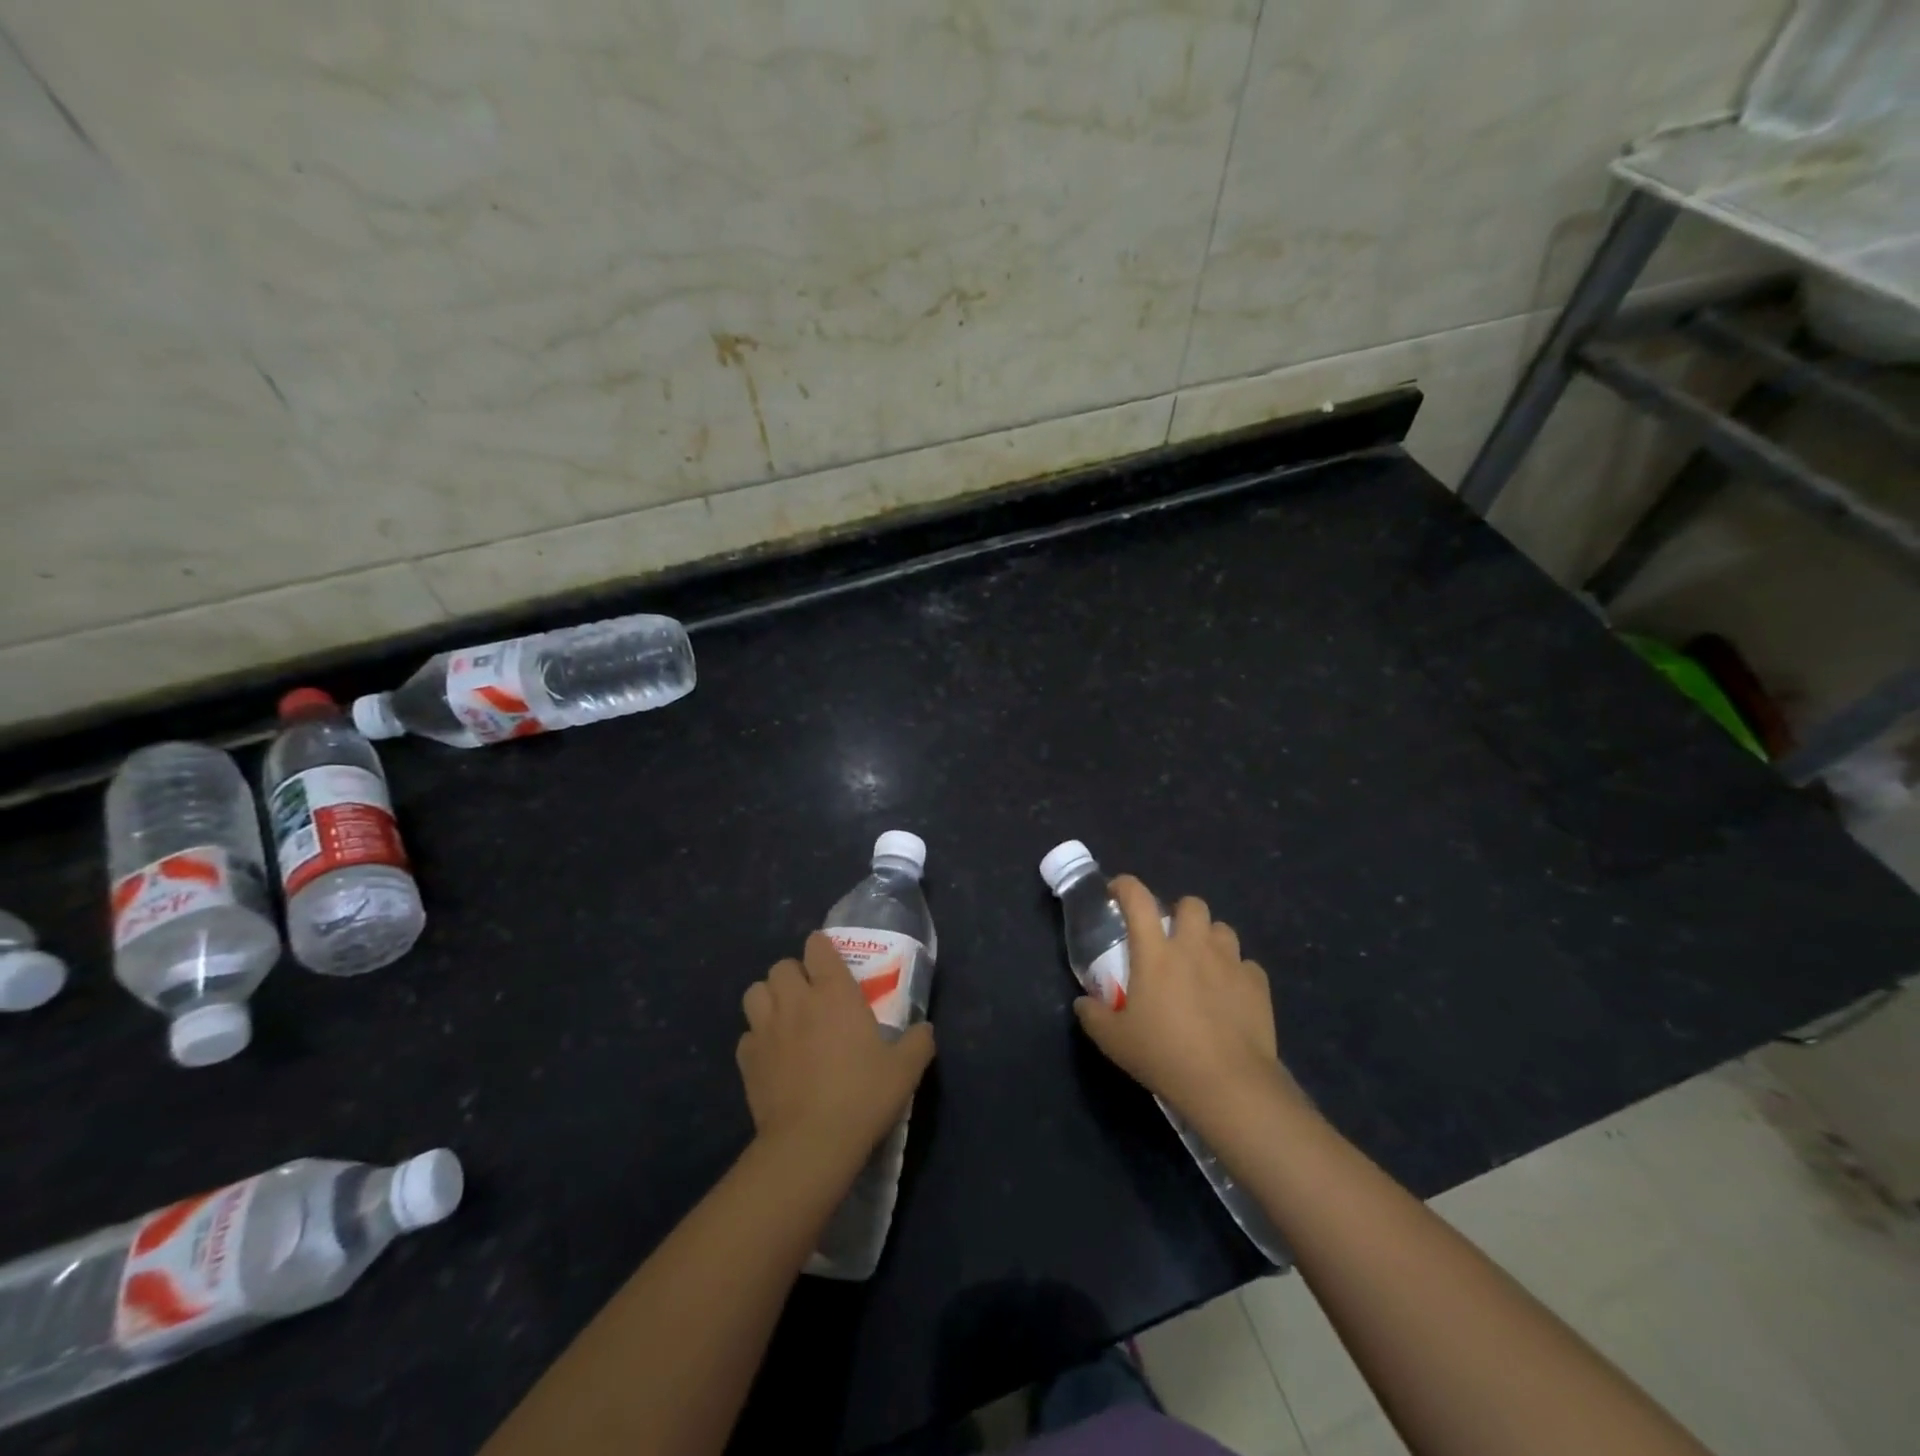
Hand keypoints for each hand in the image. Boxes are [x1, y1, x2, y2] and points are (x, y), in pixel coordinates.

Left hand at [738, 932, 935, 1169]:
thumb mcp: (905, 1069)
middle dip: (794, 974)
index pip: (817, 946)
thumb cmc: (862, 1096)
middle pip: (781, 966)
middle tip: (811, 995)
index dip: (822, 949)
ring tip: (785, 1017)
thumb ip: (918, 1042)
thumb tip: (925, 1030)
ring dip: (769, 998)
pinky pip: (747, 1035)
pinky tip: (772, 1056)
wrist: (811, 1143)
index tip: (831, 963)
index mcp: (834, 992)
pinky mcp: (747, 1059)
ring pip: (755, 992)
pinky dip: (757, 1039)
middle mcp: (796, 1000)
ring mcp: (766, 1029)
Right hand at [1073, 875, 1300, 1126]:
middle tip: (1171, 938)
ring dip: (1210, 939)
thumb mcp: (1114, 1041)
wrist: (1229, 1084)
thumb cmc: (1164, 1055)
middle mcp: (1194, 947)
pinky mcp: (1257, 984)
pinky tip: (1230, 994)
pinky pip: (1246, 965)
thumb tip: (1083, 1003)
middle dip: (1180, 913)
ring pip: (1223, 929)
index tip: (1116, 891)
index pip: (1137, 899)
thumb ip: (1093, 1016)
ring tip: (1203, 964)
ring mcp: (1230, 963)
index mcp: (1155, 952)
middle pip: (1191, 904)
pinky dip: (1236, 973)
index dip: (1125, 886)